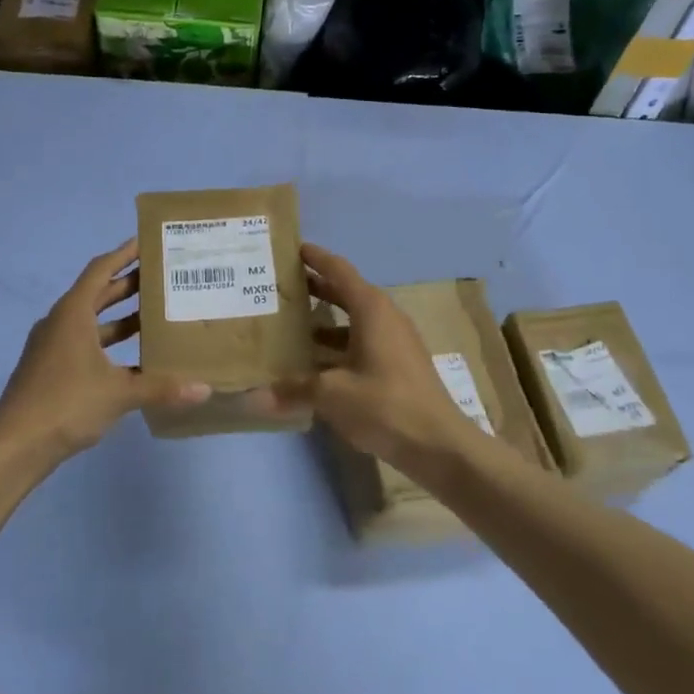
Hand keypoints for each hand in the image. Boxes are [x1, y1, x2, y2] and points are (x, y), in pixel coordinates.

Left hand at [0, 240, 209, 462]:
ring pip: (92, 321)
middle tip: (162, 277)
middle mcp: (61, 322)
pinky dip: (109, 343)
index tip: (147, 242)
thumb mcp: (119, 393)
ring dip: (120, 316)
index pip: (101, 270)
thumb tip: (204, 389)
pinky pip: (85, 343)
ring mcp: (53, 346)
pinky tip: (134, 359)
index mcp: (72, 313)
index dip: (124, 254)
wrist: (15, 444)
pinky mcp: (51, 368)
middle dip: (128, 284)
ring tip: (155, 314)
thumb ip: (161, 387)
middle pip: (97, 293)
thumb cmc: (66, 403)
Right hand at [264, 244, 488, 479]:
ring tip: (290, 324)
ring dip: (325, 320)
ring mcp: (395, 343)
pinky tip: (314, 363)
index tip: (292, 248)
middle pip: (346, 292)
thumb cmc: (385, 405)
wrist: (440, 446)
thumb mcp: (332, 394)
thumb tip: (254, 395)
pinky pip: (361, 342)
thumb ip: (293, 388)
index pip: (339, 270)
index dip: (316, 257)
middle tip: (281, 285)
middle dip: (316, 287)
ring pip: (353, 320)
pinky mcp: (398, 366)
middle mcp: (385, 318)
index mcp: (372, 310)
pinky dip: (337, 345)